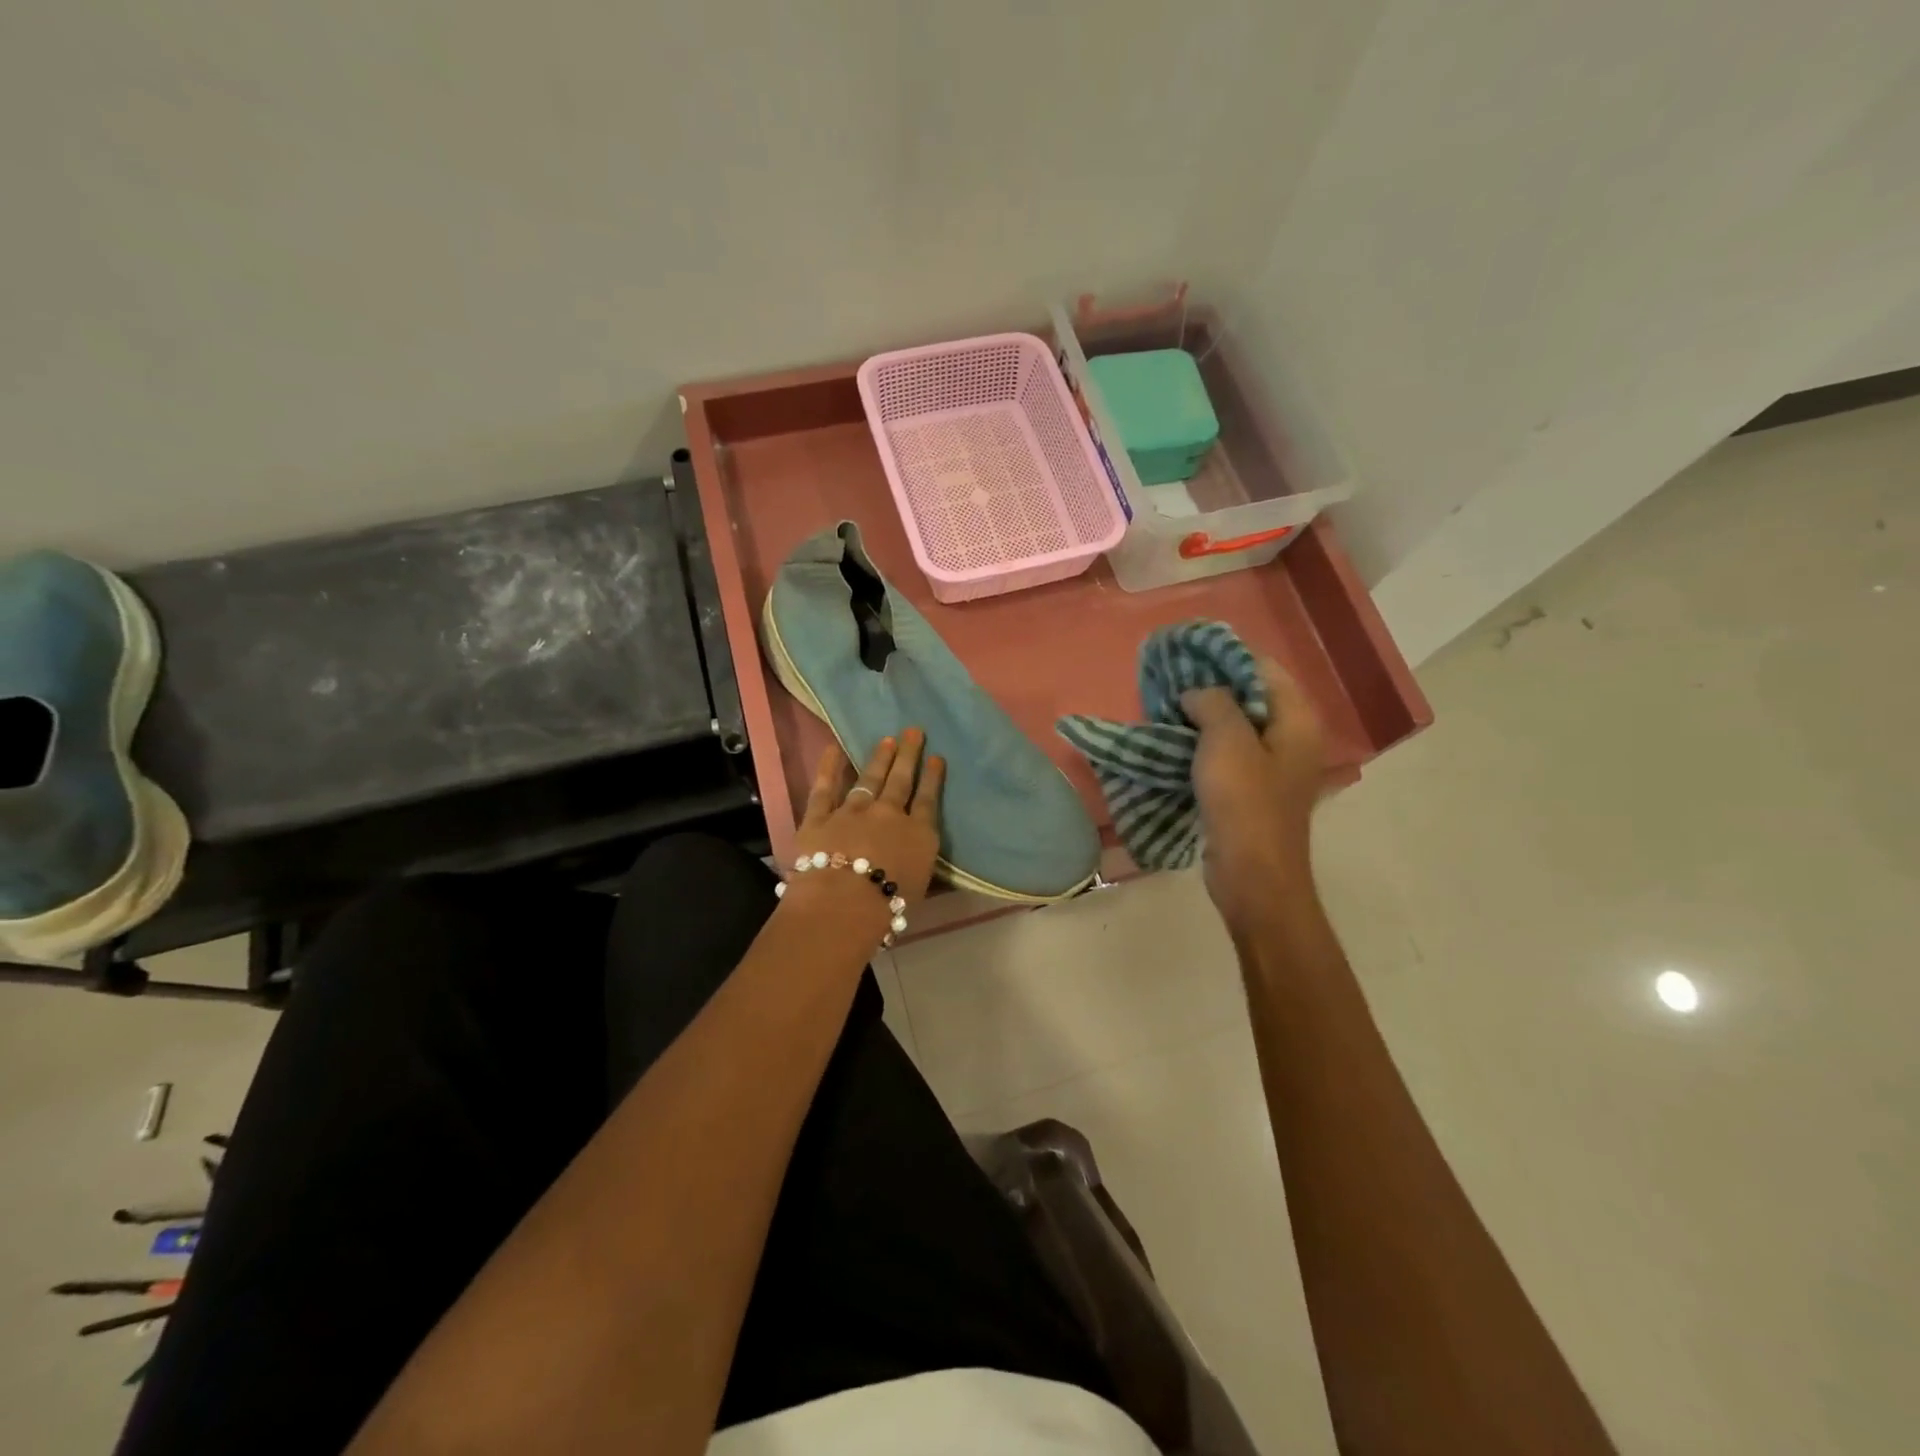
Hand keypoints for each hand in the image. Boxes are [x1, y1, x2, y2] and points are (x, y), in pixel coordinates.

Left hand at [786, 731, 944, 929]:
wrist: (844, 903)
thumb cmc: (889, 906)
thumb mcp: (920, 887)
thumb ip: (921, 864)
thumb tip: (921, 854)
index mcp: (918, 834)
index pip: (927, 800)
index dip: (932, 777)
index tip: (936, 757)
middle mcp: (888, 815)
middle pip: (901, 781)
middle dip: (908, 755)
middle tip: (913, 731)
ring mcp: (853, 811)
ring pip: (869, 779)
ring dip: (879, 759)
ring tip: (887, 740)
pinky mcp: (820, 816)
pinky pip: (824, 788)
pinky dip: (828, 767)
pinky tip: (832, 748)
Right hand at [1182, 659, 1327, 933]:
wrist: (1253, 877)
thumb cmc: (1245, 805)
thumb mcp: (1226, 742)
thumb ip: (1213, 703)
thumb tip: (1197, 694)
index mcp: (1296, 720)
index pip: (1263, 667)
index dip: (1226, 656)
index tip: (1186, 653)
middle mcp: (1290, 737)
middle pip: (1250, 695)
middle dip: (1210, 685)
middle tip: (1169, 681)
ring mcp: (1272, 766)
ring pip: (1235, 725)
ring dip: (1202, 715)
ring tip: (1164, 707)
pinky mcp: (1252, 789)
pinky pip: (1227, 753)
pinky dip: (1202, 743)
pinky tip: (1173, 741)